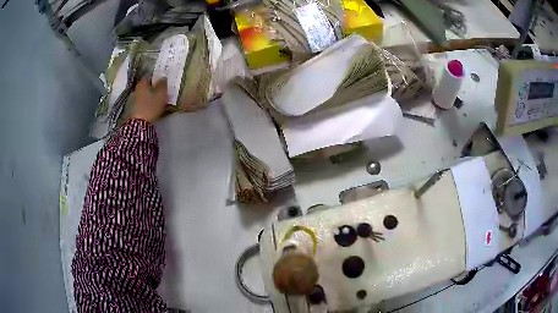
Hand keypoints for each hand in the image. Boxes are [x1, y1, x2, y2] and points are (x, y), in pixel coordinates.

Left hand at [131, 77, 167, 122]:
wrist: (140, 124)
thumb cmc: (151, 106)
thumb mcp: (161, 93)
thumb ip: (163, 84)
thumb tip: (163, 77)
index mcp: (142, 83)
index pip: (150, 76)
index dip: (157, 78)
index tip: (163, 82)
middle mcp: (136, 89)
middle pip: (147, 86)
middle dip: (154, 88)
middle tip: (162, 91)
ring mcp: (134, 100)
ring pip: (145, 94)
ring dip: (151, 96)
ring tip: (159, 101)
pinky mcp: (134, 109)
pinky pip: (143, 102)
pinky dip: (148, 103)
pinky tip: (153, 107)